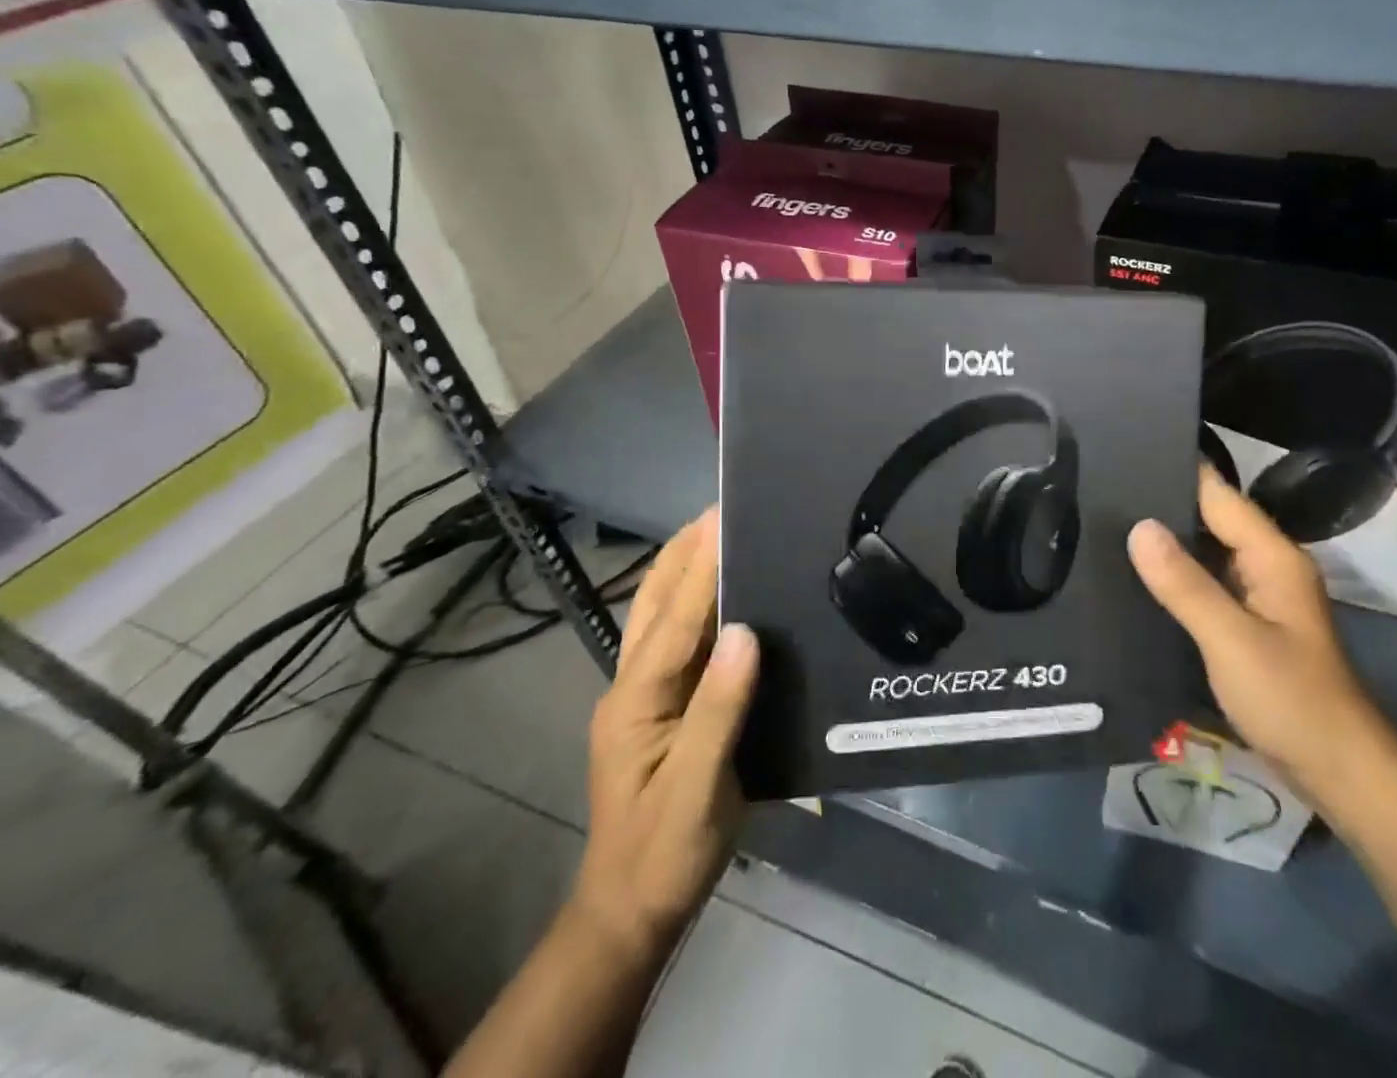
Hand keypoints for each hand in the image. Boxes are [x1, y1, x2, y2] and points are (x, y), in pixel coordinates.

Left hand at [568, 508, 758, 961]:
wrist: (633, 908)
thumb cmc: (665, 850)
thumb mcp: (698, 787)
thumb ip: (720, 708)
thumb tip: (746, 631)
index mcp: (637, 700)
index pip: (674, 619)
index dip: (702, 565)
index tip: (724, 515)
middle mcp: (632, 684)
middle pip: (655, 601)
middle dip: (683, 550)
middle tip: (724, 507)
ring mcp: (643, 693)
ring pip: (659, 613)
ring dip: (685, 567)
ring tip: (720, 530)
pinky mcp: (662, 703)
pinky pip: (677, 636)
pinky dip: (694, 600)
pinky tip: (722, 590)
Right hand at [1127, 468, 1396, 822]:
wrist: (1339, 771)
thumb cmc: (1291, 699)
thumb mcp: (1231, 639)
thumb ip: (1184, 583)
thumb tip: (1138, 526)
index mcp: (1271, 555)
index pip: (1217, 494)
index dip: (1174, 471)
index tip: (1122, 454)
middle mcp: (1267, 565)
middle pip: (1210, 519)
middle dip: (1161, 506)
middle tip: (1099, 493)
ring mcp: (1259, 595)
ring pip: (1205, 552)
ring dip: (1166, 543)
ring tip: (1105, 526)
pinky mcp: (1249, 623)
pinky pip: (1206, 583)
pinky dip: (1176, 576)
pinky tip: (1137, 578)